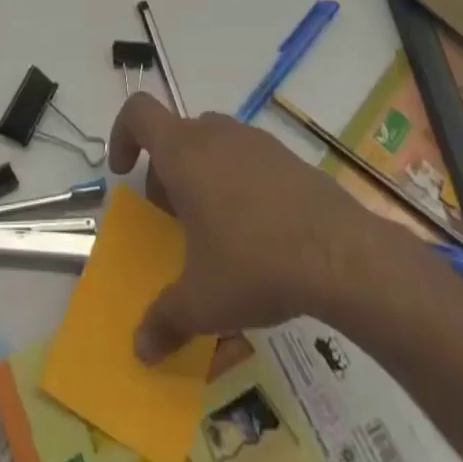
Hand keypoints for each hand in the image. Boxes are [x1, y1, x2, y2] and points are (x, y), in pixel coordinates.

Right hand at [109, 93, 389, 361]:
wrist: (340, 253)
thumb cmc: (254, 262)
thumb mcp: (203, 302)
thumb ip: (165, 320)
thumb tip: (140, 349)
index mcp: (183, 152)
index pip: (138, 112)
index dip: (122, 135)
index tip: (124, 172)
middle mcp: (214, 133)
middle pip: (175, 135)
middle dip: (166, 173)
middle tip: (174, 221)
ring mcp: (253, 139)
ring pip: (211, 144)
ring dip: (201, 176)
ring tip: (216, 230)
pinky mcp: (285, 155)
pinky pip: (246, 157)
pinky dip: (237, 182)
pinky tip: (258, 231)